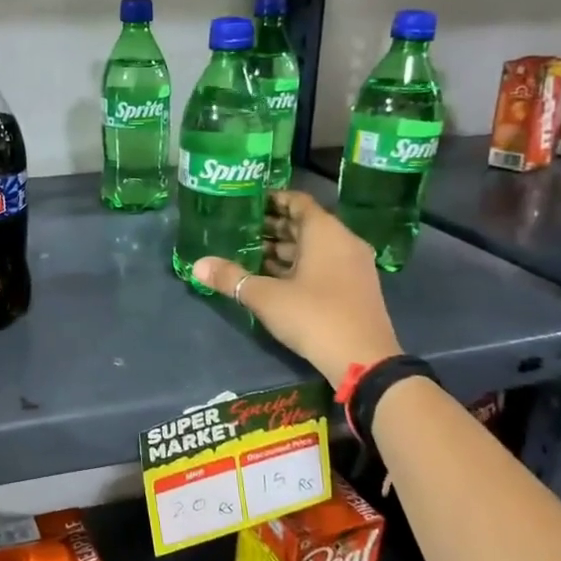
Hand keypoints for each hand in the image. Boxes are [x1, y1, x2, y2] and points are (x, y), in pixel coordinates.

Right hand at [193, 190, 400, 383]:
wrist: (363, 361)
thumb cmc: (313, 315)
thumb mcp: (265, 296)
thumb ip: (231, 277)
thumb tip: (197, 265)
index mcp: (325, 232)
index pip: (298, 201)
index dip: (272, 199)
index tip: (246, 202)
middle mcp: (343, 241)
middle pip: (305, 224)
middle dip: (273, 227)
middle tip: (239, 229)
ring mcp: (353, 266)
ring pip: (314, 247)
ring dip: (284, 249)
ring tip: (249, 253)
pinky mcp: (355, 288)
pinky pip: (323, 264)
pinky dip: (299, 265)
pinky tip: (272, 278)